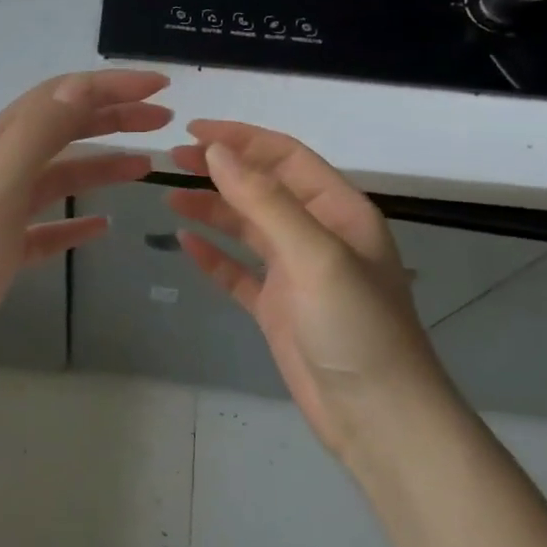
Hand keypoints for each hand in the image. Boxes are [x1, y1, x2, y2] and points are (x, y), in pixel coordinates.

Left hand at [0, 71, 171, 386]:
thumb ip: (37, 134)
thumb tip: (80, 85)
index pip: (58, 97)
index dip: (109, 86)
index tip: (160, 89)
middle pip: (60, 130)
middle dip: (111, 118)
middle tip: (162, 123)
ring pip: (57, 176)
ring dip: (100, 166)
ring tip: (144, 169)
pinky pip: (46, 226)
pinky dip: (75, 220)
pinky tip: (102, 227)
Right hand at [166, 121, 450, 459]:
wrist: (377, 415)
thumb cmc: (355, 326)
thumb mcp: (314, 254)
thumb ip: (265, 201)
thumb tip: (218, 152)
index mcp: (339, 211)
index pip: (285, 157)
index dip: (241, 139)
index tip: (194, 131)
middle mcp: (317, 234)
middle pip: (263, 188)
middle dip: (221, 170)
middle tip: (172, 160)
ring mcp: (296, 272)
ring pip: (247, 228)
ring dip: (211, 209)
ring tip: (169, 197)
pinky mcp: (277, 308)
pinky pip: (238, 272)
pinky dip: (212, 256)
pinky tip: (184, 244)